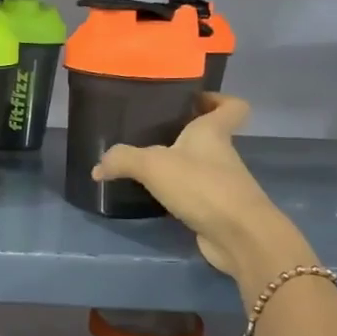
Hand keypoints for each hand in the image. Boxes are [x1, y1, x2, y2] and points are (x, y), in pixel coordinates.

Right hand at [92, 94, 315, 294]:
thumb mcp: (154, 166)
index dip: (217, 100)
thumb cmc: (202, 186)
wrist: (238, 235)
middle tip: (151, 134)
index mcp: (213, 132)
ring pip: (200, 166)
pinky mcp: (215, 209)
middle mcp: (221, 154)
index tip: (193, 101)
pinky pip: (194, 194)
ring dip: (178, 166)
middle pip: (209, 136)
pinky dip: (177, 194)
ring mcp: (221, 183)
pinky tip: (154, 198)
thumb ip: (123, 160)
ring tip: (144, 167)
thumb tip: (98, 167)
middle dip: (184, 134)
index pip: (232, 106)